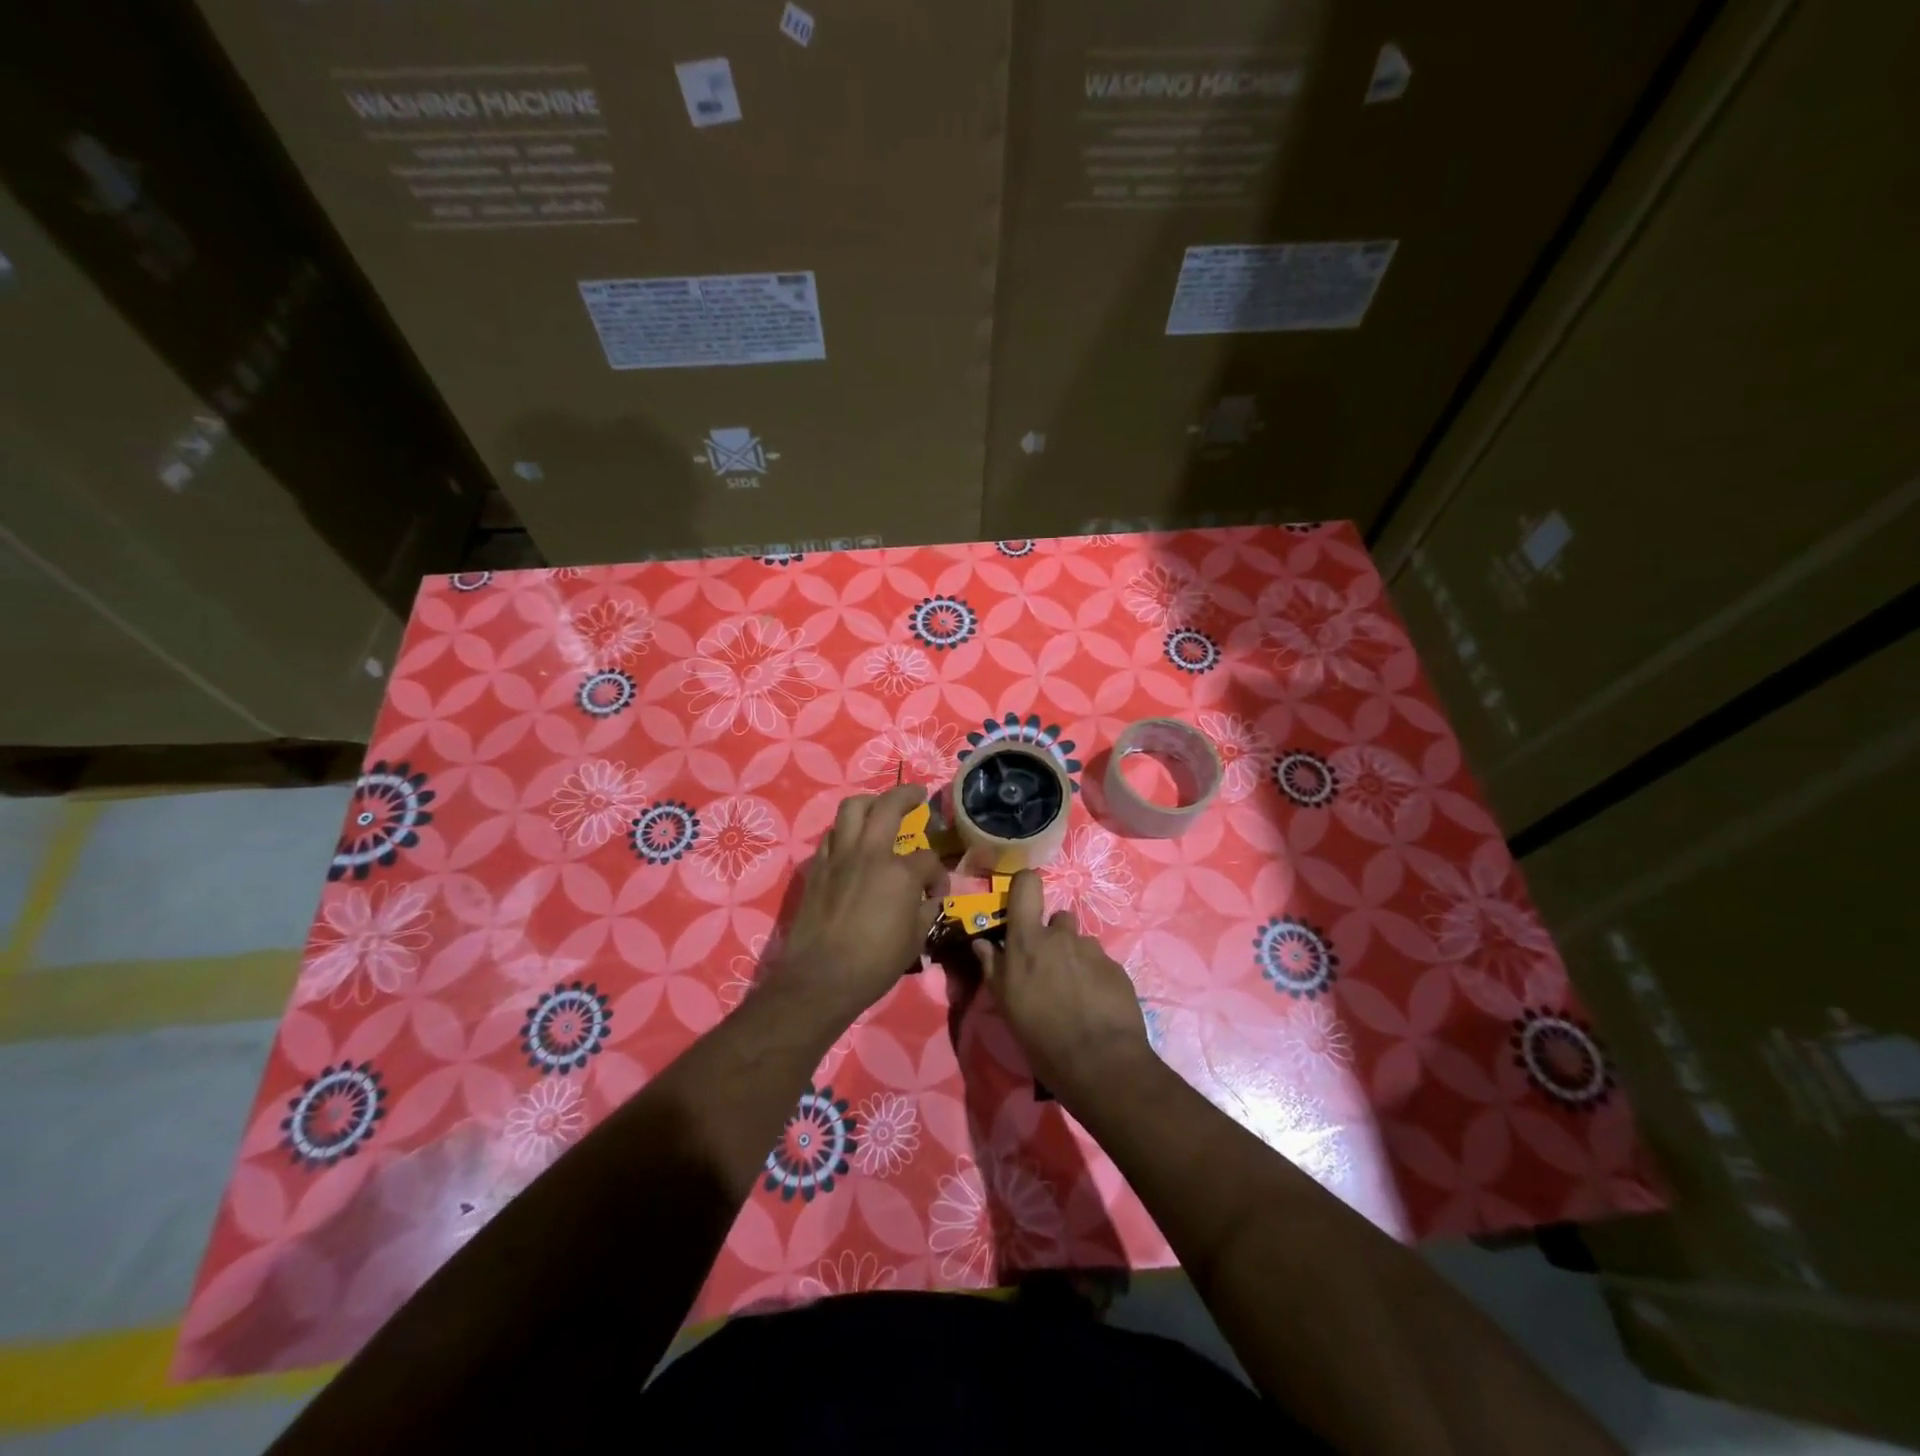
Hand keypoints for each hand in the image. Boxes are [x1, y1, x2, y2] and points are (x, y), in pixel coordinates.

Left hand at [773, 785, 949, 1023]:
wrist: (820, 978)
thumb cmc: (874, 964)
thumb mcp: (915, 940)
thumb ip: (925, 909)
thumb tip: (929, 897)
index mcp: (900, 872)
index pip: (927, 858)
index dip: (937, 874)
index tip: (936, 892)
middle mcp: (869, 853)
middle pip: (889, 806)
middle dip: (907, 795)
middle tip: (917, 795)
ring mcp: (839, 857)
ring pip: (852, 808)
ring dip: (870, 803)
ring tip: (879, 808)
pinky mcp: (817, 868)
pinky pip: (832, 836)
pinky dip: (845, 832)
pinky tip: (852, 845)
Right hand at [977, 870, 1153, 1102]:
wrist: (1100, 1062)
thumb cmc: (1040, 1034)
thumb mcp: (1005, 1004)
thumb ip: (992, 967)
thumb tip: (981, 943)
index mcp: (1028, 940)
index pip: (1027, 884)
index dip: (1024, 886)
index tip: (1022, 904)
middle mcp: (1062, 935)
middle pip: (1058, 919)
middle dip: (1053, 937)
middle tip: (1048, 970)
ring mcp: (1092, 950)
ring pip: (1080, 943)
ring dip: (1074, 959)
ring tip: (1073, 993)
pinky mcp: (1117, 968)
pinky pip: (1100, 963)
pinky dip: (1095, 977)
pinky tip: (1094, 1005)